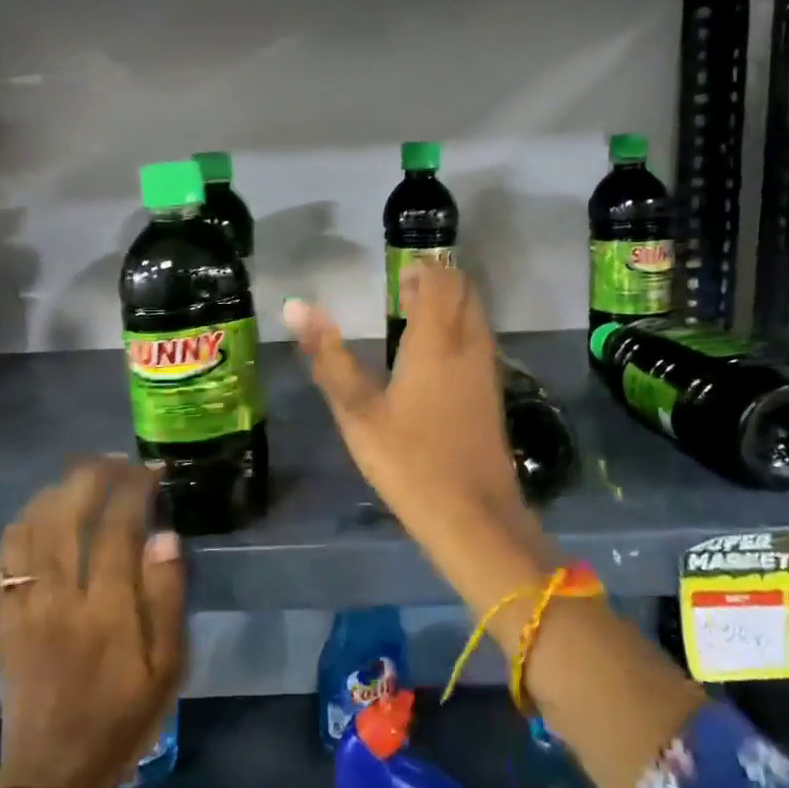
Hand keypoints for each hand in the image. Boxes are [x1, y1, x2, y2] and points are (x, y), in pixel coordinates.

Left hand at [0, 458, 184, 787]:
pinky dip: (18, 527)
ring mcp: (23, 609)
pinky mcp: (1, 620)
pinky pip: (0, 561)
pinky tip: (37, 514)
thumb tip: (165, 536)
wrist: (54, 774)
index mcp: (107, 612)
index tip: (150, 470)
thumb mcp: (168, 667)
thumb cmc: (123, 717)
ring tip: (80, 476)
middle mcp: (60, 600)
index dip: (134, 490)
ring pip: (30, 530)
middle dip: (91, 477)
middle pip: (67, 517)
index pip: (117, 529)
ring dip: (55, 493)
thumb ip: (167, 598)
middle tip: (114, 461)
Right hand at [283, 264, 548, 563]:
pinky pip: (479, 342)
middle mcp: (469, 346)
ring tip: (414, 321)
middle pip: (466, 292)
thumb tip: (295, 306)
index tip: (396, 276)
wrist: (474, 517)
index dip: (422, 270)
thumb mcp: (357, 412)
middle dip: (439, 282)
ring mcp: (487, 371)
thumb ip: (328, 357)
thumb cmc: (409, 461)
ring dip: (451, 306)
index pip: (441, 281)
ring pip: (477, 316)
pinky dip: (460, 331)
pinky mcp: (492, 394)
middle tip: (402, 293)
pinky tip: (432, 360)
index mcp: (437, 342)